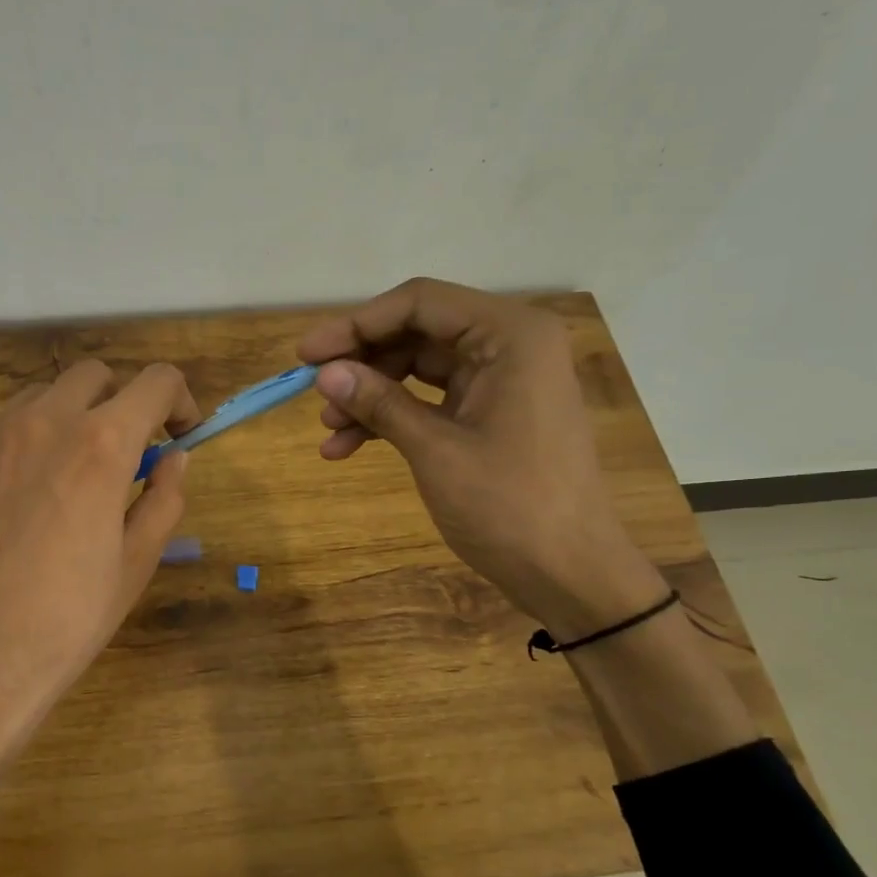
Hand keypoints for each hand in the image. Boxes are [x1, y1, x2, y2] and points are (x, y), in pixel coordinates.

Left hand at [0, 360, 199, 876]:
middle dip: (122, 401)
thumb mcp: (136, 563)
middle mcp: (42, 422)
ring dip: (71, 418)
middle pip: (94, 375)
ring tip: (73, 475)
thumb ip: (164, 498)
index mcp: (100, 444)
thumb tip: (174, 459)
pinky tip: (23, 500)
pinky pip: (0, 431)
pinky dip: (26, 445)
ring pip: (42, 397)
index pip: (156, 381)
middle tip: (128, 453)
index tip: (181, 433)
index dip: (180, 400)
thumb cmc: (67, 619)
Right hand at [297, 278, 664, 632]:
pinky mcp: (490, 414)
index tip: (307, 354)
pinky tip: (348, 447)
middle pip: (416, 333)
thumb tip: (324, 373)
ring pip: (417, 369)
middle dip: (362, 364)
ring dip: (370, 396)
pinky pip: (430, 401)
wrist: (570, 573)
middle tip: (312, 391)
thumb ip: (379, 402)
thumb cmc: (510, 506)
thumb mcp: (436, 450)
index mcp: (510, 335)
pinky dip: (391, 419)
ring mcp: (500, 381)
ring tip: (328, 431)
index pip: (419, 303)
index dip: (356, 324)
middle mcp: (508, 345)